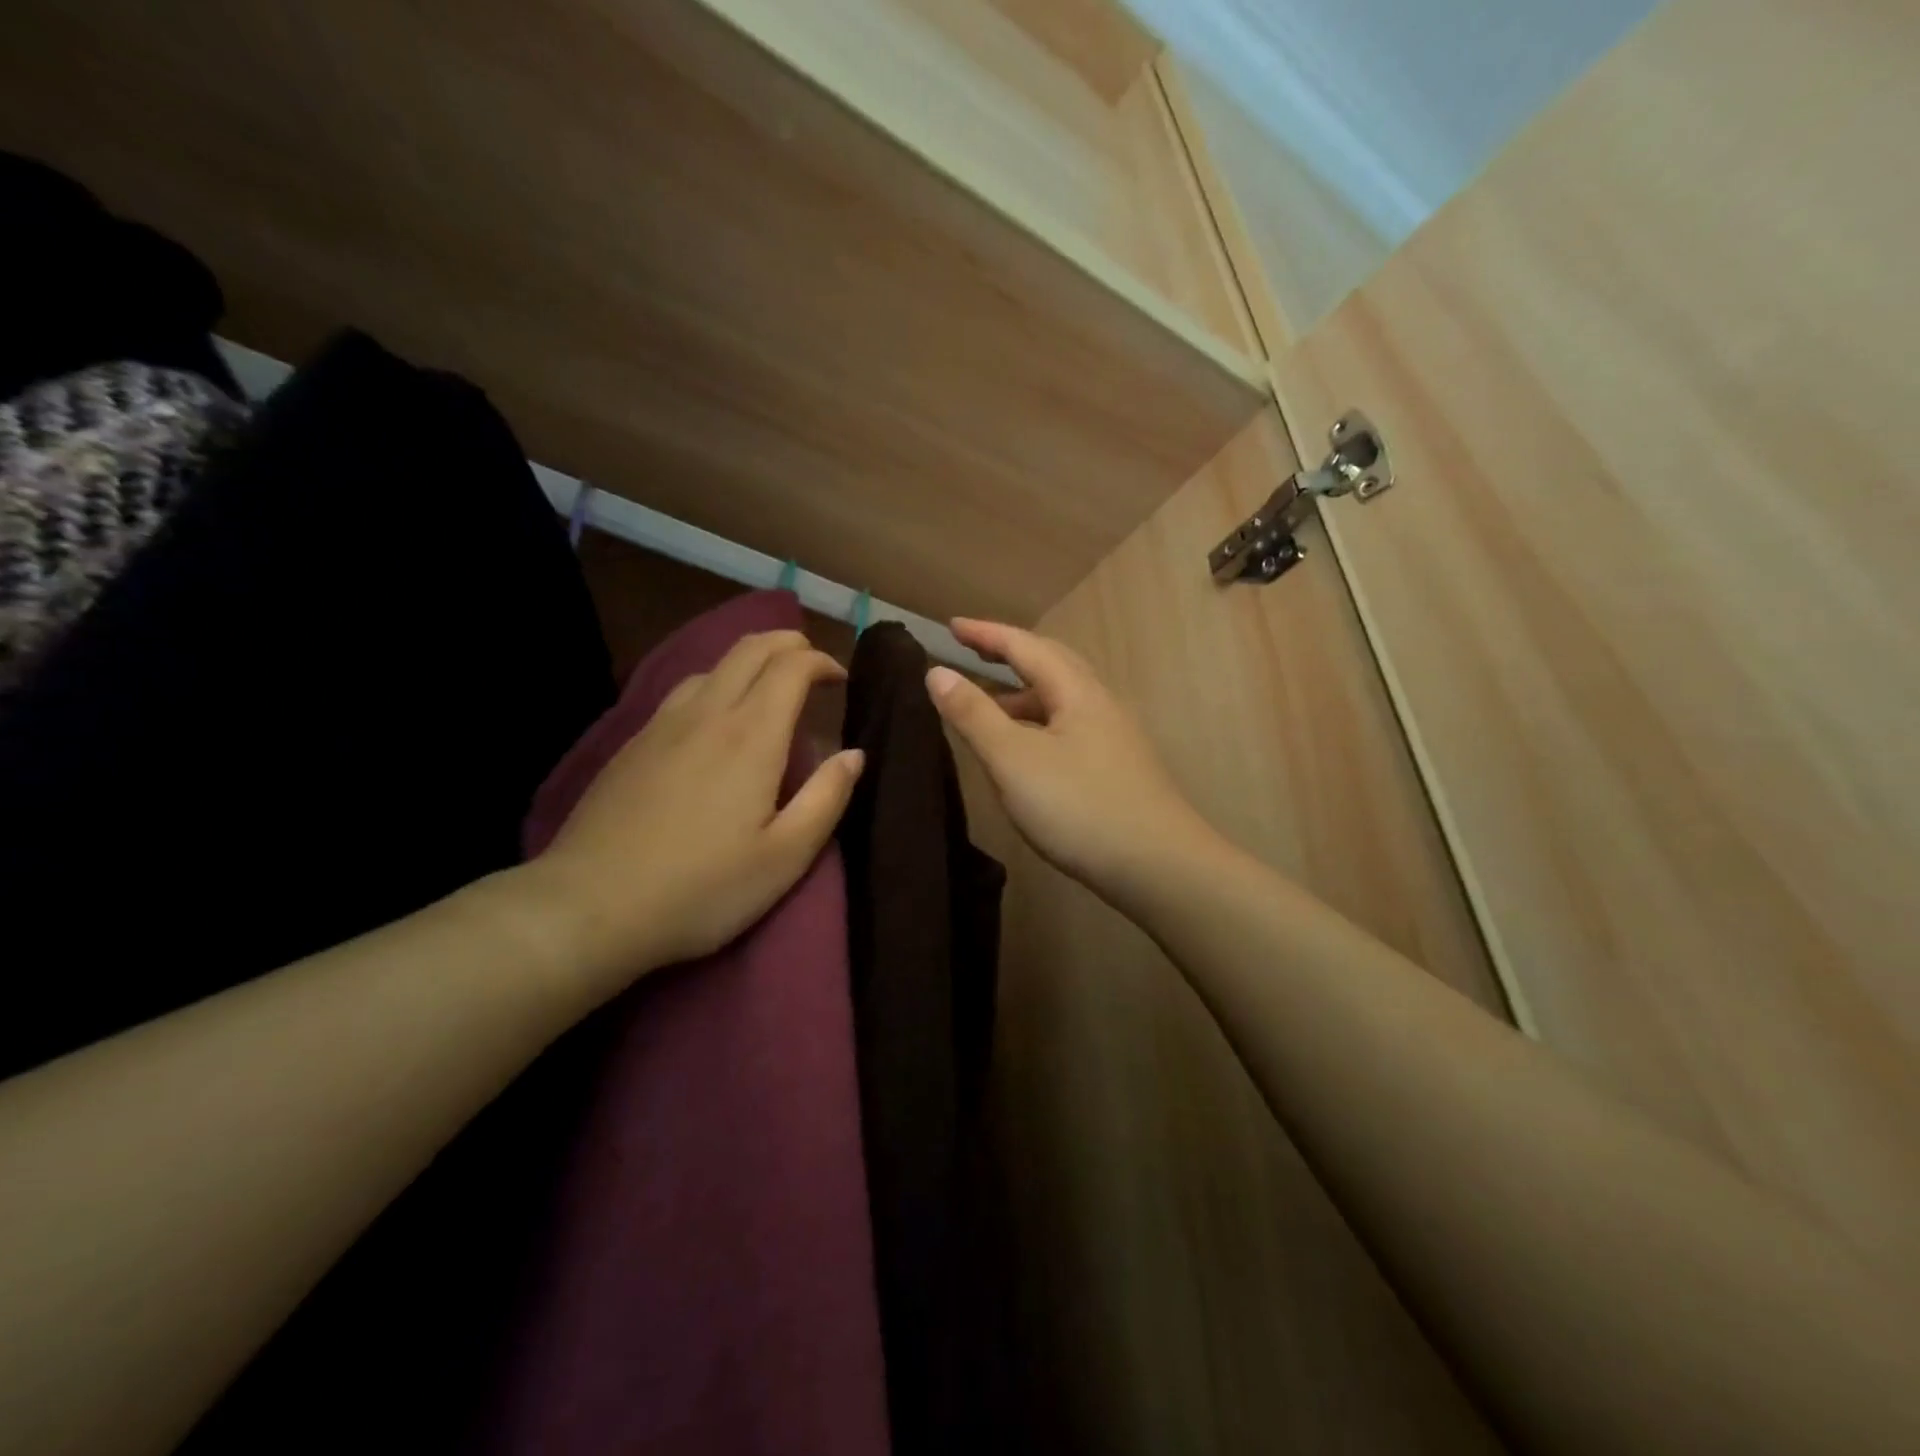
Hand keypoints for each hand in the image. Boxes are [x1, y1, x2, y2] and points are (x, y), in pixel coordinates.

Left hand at [523, 631, 863, 998]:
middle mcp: (707, 714)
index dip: (821, 662)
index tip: (841, 680)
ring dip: (750, 662)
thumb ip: (827, 798)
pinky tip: (715, 720)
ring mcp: (662, 725)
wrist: (590, 906)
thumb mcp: (785, 857)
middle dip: (788, 644)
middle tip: (812, 664)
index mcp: (751, 736)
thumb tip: (855, 754)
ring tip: (769, 689)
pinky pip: (683, 691)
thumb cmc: (703, 888)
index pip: (791, 667)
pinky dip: (715, 684)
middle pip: (750, 649)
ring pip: (713, 666)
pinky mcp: (633, 744)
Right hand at [928, 619, 1222, 909]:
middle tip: (972, 651)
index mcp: (1076, 691)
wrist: (1158, 866)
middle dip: (1009, 653)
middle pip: (1051, 664)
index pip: (1025, 646)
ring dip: (1022, 692)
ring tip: (988, 705)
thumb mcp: (1014, 759)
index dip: (986, 633)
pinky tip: (1027, 750)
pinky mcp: (1118, 767)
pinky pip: (1069, 726)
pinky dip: (1038, 722)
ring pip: (1062, 698)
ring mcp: (1114, 736)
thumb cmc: (1079, 807)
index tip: (951, 625)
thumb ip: (974, 714)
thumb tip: (936, 671)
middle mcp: (1100, 703)